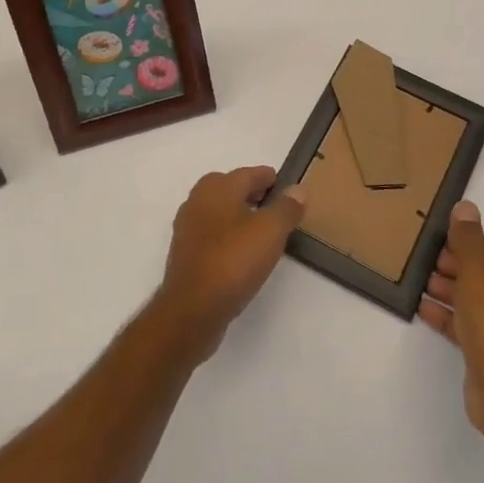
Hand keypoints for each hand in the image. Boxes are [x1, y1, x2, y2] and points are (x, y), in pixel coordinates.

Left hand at [151, 167, 306, 363]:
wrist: (192, 309)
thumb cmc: (233, 261)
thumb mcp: (270, 231)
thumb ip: (286, 208)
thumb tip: (298, 189)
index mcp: (217, 187)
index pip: (248, 174)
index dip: (269, 178)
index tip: (285, 185)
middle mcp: (197, 201)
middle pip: (229, 189)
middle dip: (251, 193)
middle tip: (275, 205)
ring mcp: (187, 228)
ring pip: (219, 212)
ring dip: (238, 215)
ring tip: (262, 230)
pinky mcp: (185, 254)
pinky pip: (212, 234)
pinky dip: (228, 235)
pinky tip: (241, 252)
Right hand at [420, 201, 483, 445]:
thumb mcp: (478, 264)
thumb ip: (468, 235)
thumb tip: (465, 207)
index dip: (465, 243)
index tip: (438, 243)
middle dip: (453, 267)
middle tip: (423, 263)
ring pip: (475, 301)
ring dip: (447, 291)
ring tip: (419, 285)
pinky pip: (468, 327)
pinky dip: (447, 317)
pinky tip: (423, 310)